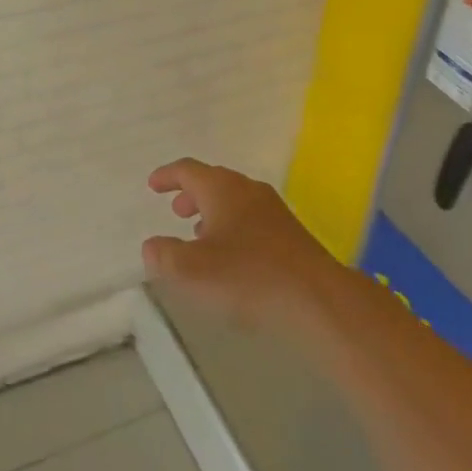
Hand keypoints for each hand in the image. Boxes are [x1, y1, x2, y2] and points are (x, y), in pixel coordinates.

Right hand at [143, 158, 343, 333]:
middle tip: (176, 210)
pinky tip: (231, 256)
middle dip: (191, 193)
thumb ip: (164, 256)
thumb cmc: (248, 277)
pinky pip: (252, 220)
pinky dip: (232, 228)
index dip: (167, 176)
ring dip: (213, 212)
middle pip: (214, 181)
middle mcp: (248, 191)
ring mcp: (273, 212)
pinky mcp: (290, 235)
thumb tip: (152, 246)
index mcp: (222, 189)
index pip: (188, 170)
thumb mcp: (192, 270)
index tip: (153, 185)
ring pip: (235, 201)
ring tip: (199, 234)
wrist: (318, 300)